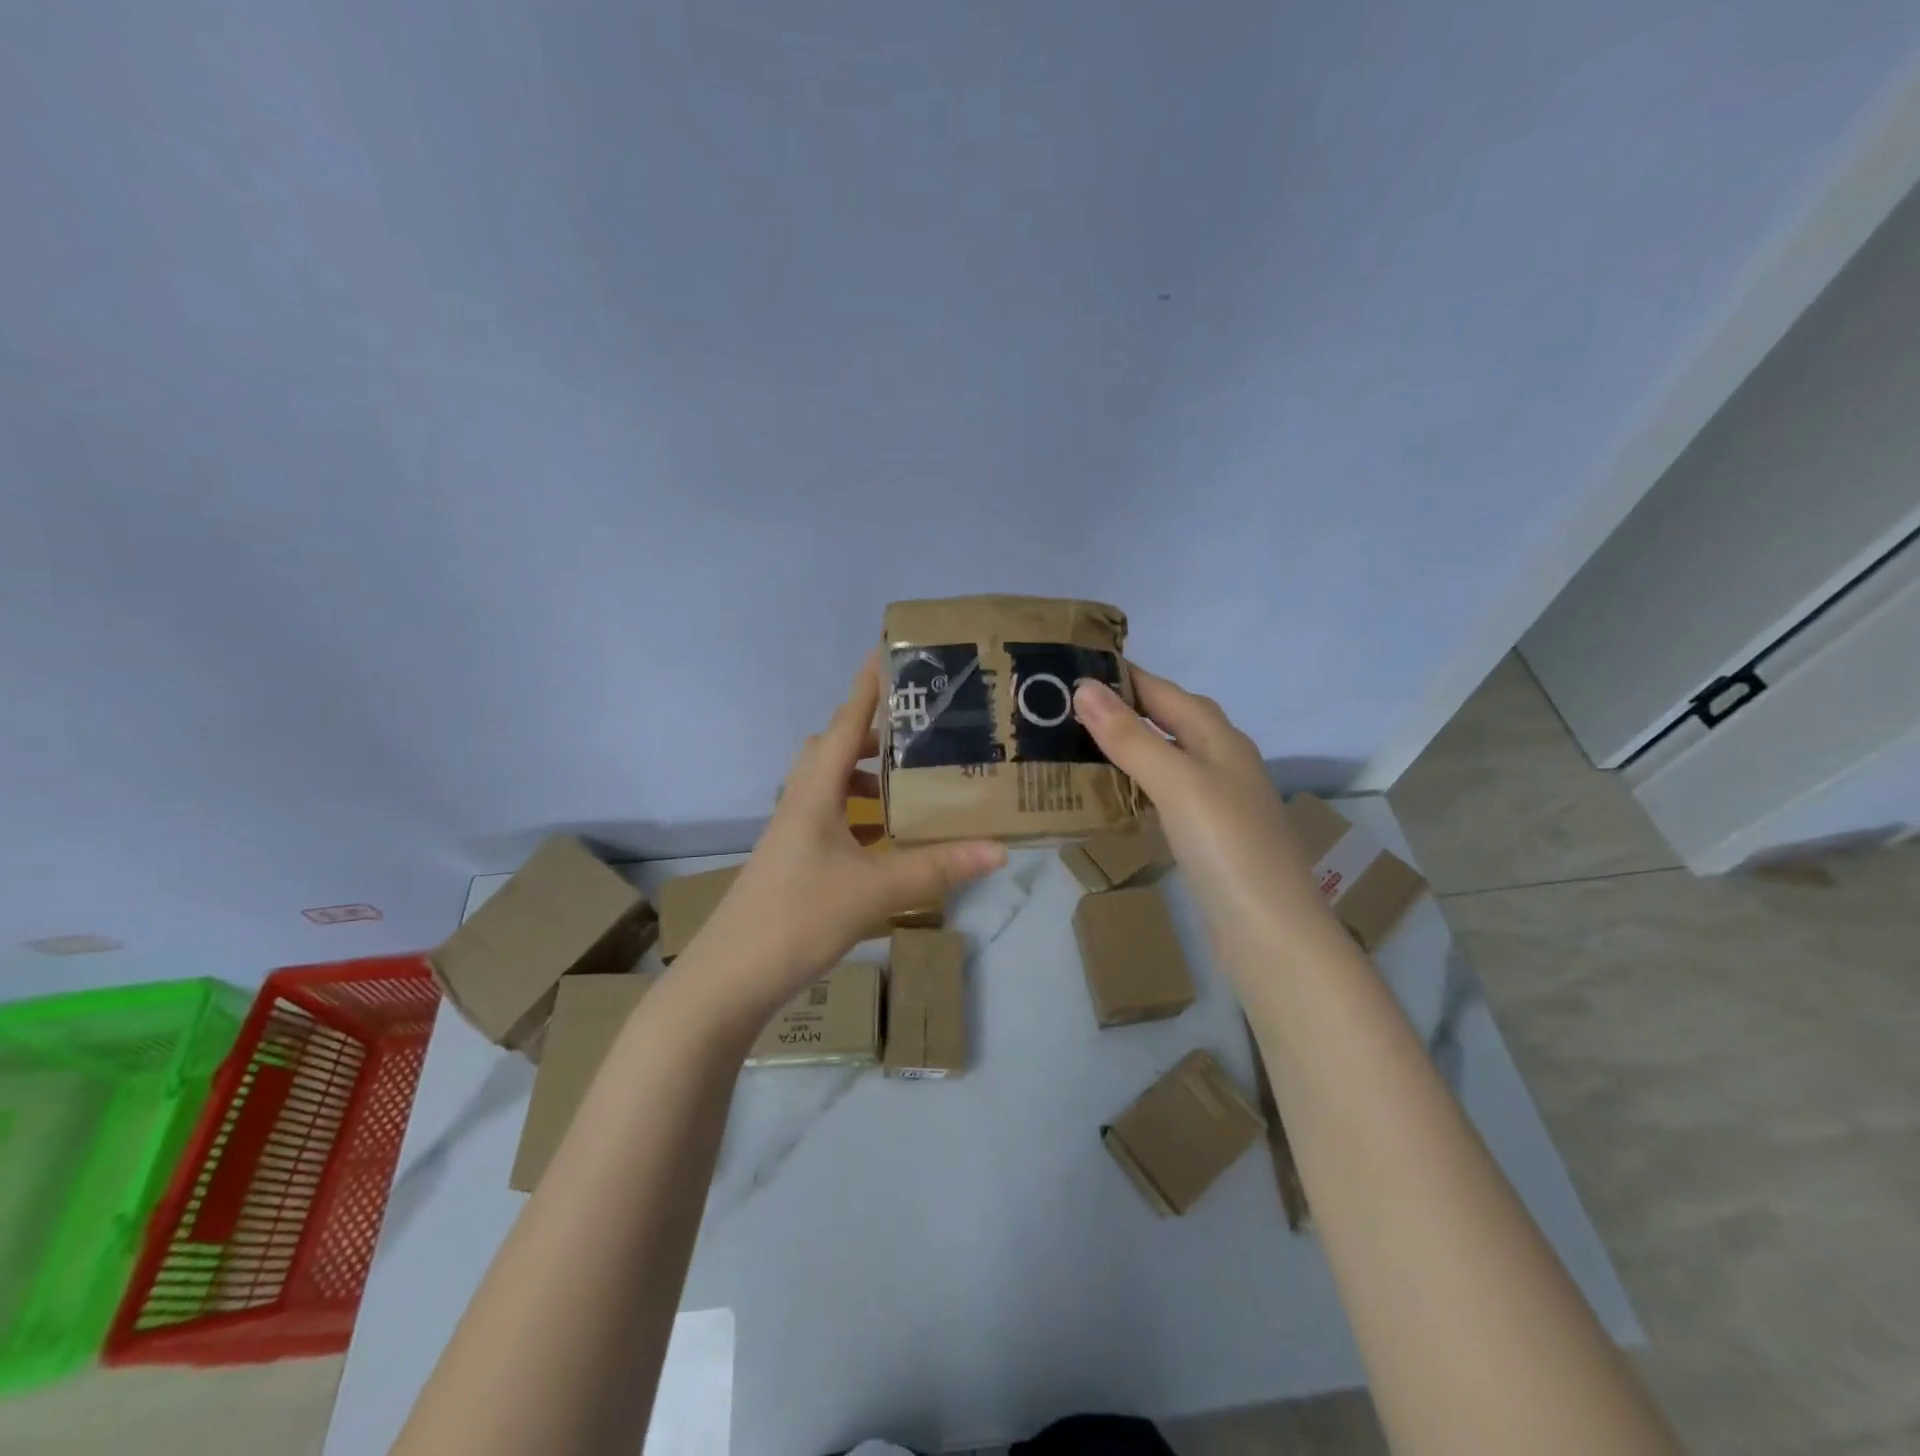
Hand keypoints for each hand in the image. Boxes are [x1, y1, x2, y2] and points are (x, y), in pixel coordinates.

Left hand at [680, 653, 1007, 1022]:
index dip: (867, 688)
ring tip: (909, 791)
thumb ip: (937, 868)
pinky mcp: (791, 861)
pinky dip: (857, 816)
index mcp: (814, 793)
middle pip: (832, 750)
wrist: (729, 978)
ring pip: (829, 786)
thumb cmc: (799, 918)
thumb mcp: (875, 891)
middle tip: (917, 738)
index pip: (845, 725)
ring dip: (865, 779)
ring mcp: (791, 834)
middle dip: (872, 736)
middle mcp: (799, 802)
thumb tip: (999, 849)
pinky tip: (883, 843)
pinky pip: (828, 819)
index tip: (887, 652)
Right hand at [1073, 667, 1327, 954]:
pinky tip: (1114, 797)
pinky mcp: (1209, 836)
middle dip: (1123, 708)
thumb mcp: (1176, 783)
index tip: (1070, 669)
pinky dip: (1138, 786)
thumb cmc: (1226, 846)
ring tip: (1079, 746)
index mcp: (1219, 738)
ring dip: (1129, 747)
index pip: (1163, 691)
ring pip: (1167, 758)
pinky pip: (1167, 794)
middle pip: (1170, 720)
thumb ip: (1130, 736)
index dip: (1122, 676)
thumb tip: (1084, 688)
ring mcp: (1219, 801)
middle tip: (1066, 708)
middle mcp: (1223, 761)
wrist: (1271, 933)